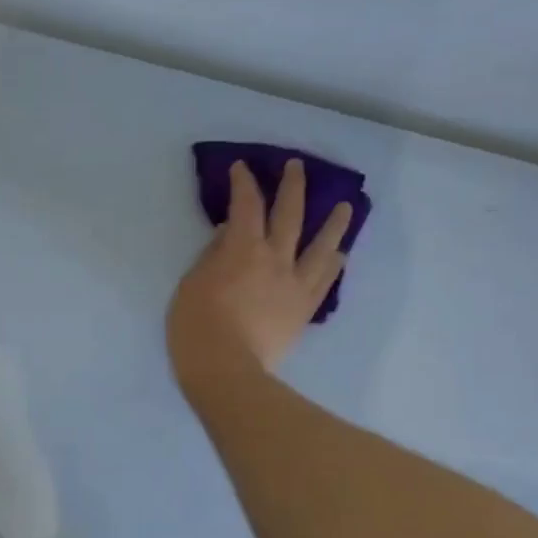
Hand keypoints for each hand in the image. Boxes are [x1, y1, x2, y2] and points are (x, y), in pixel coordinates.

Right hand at [168, 159, 352, 386]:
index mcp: (243, 248)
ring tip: (346, 207)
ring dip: (334, 223)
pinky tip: (341, 255)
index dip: (244, 182)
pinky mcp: (304, 310)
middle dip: (292, 186)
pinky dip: (334, 264)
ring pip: (321, 246)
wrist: (226, 370)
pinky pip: (324, 282)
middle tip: (298, 167)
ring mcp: (295, 285)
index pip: (246, 205)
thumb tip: (228, 234)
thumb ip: (212, 255)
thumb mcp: (192, 283)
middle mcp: (275, 259)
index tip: (243, 168)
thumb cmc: (197, 326)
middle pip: (290, 215)